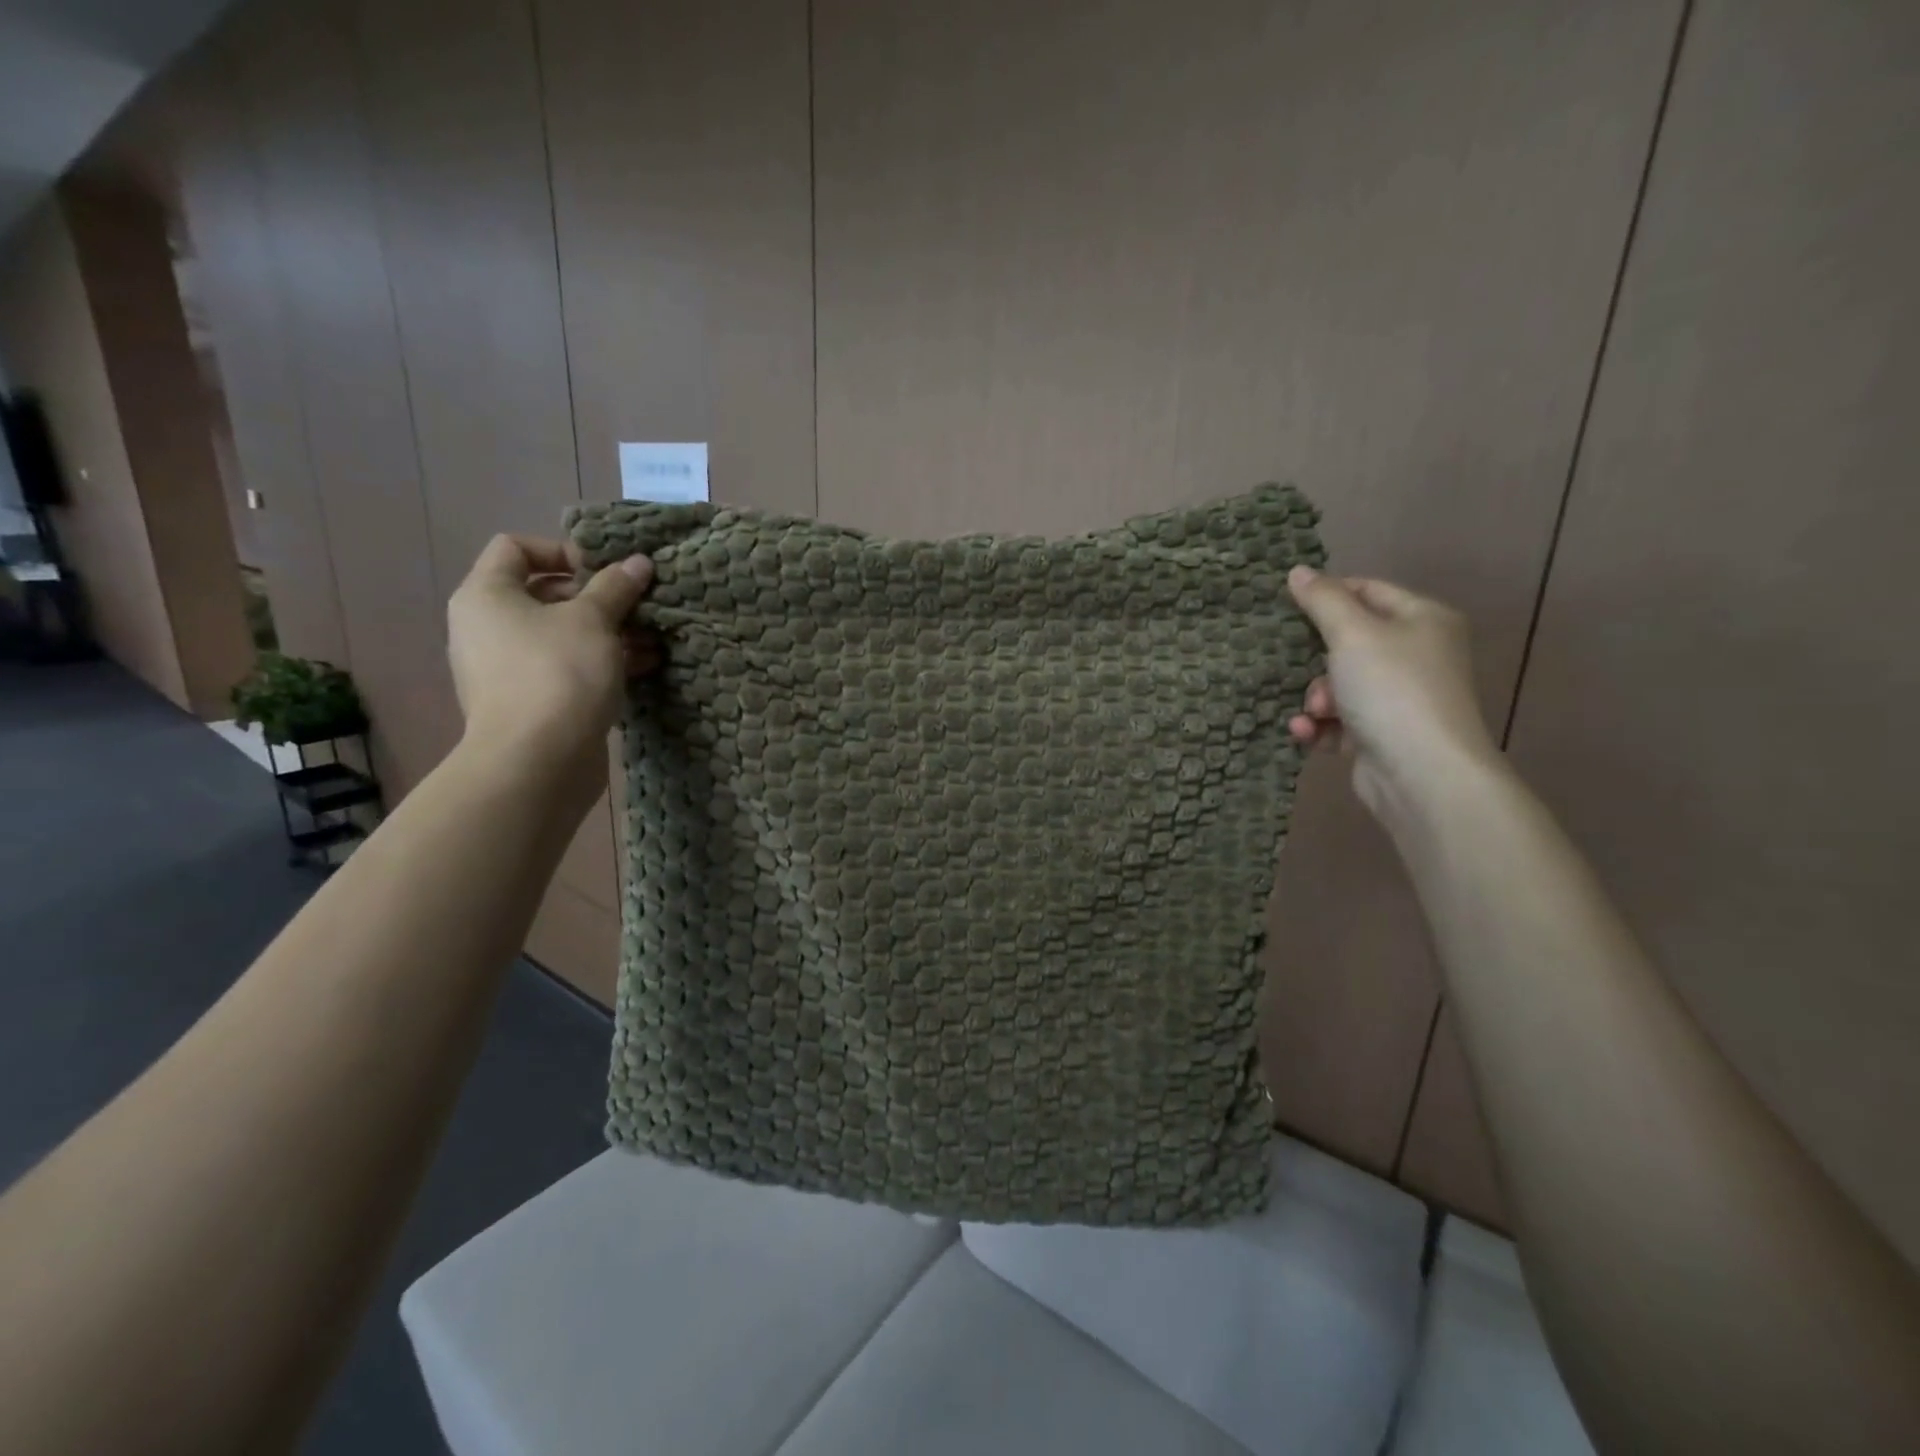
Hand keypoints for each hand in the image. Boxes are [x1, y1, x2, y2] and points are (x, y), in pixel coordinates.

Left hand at [447, 535, 659, 794]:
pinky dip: (601, 662)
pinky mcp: (531, 702)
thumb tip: (639, 562)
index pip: (515, 548)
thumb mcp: (594, 620)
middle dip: (598, 597)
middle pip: (545, 593)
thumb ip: (616, 587)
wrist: (538, 761)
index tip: (605, 570)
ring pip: (562, 635)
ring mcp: (507, 668)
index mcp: (487, 595)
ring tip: (652, 639)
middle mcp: (487, 627)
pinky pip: (567, 668)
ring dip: (608, 632)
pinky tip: (644, 667)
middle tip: (638, 606)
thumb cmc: (559, 673)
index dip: (563, 550)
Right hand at [1285, 566, 1500, 823]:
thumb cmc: (1391, 689)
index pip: (1368, 590)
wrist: (1421, 773)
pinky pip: (1339, 720)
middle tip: (1296, 666)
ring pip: (1338, 684)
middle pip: (1348, 640)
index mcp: (1422, 619)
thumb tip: (1298, 571)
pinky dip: (1320, 725)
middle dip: (1315, 658)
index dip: (1327, 595)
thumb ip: (1323, 600)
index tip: (1286, 607)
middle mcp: (1417, 654)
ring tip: (1313, 712)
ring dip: (1315, 697)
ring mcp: (1400, 697)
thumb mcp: (1352, 634)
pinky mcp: (1382, 734)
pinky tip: (1306, 733)